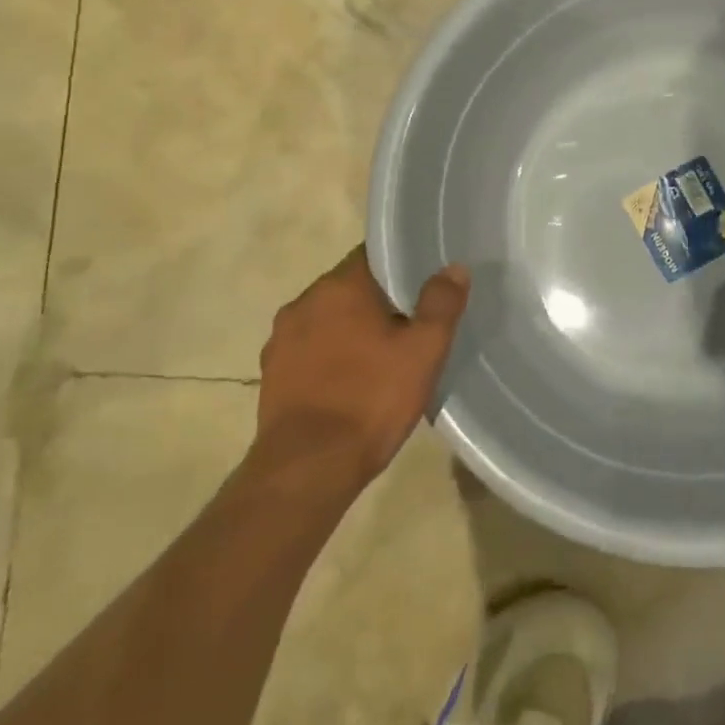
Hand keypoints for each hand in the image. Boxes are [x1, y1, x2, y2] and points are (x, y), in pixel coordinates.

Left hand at [253, 246, 469, 491]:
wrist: (307, 469)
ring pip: (328, 318)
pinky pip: (310, 349)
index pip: (374, 255)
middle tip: (411, 321)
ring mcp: (281, 338)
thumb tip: (453, 268)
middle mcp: (304, 301)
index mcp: (340, 286)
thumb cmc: (371, 400)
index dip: (401, 265)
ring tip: (381, 354)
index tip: (424, 282)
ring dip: (351, 328)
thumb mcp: (423, 351)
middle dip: (378, 300)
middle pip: (349, 287)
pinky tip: (350, 381)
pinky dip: (330, 355)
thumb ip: (441, 304)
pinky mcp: (271, 373)